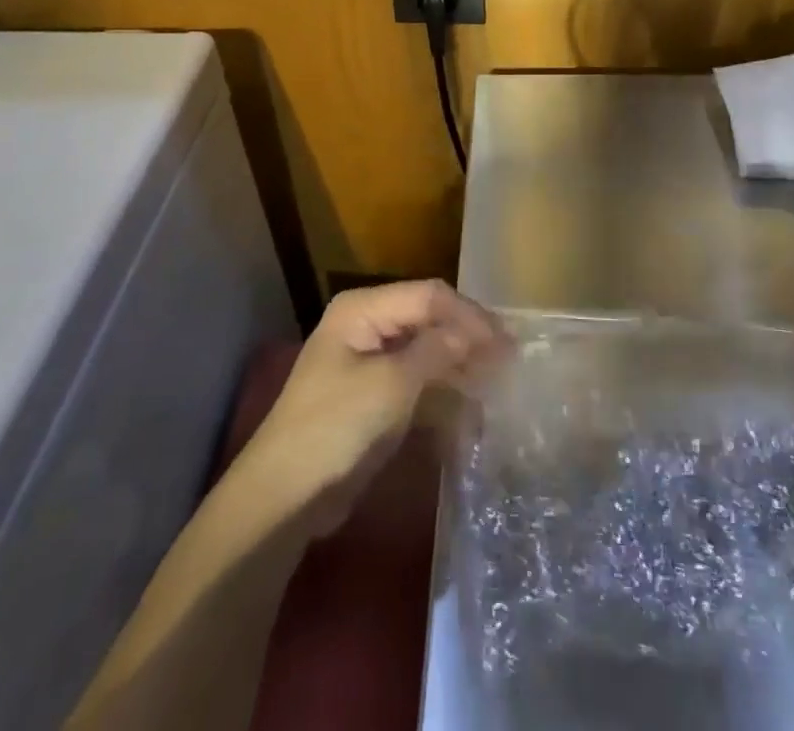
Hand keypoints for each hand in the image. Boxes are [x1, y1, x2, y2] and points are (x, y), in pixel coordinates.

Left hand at [233, 280, 506, 536]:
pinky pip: (416, 378)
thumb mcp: (391, 385)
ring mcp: (368, 360)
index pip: (429, 296)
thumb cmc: (336, 428)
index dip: (469, 315)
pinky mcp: (373, 394)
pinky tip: (471, 402)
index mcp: (363, 309)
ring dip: (459, 362)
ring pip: (425, 348)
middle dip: (467, 336)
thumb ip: (436, 350)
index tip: (505, 342)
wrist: (285, 497)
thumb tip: (477, 332)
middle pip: (428, 318)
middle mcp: (366, 324)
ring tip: (497, 378)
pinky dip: (442, 386)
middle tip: (509, 358)